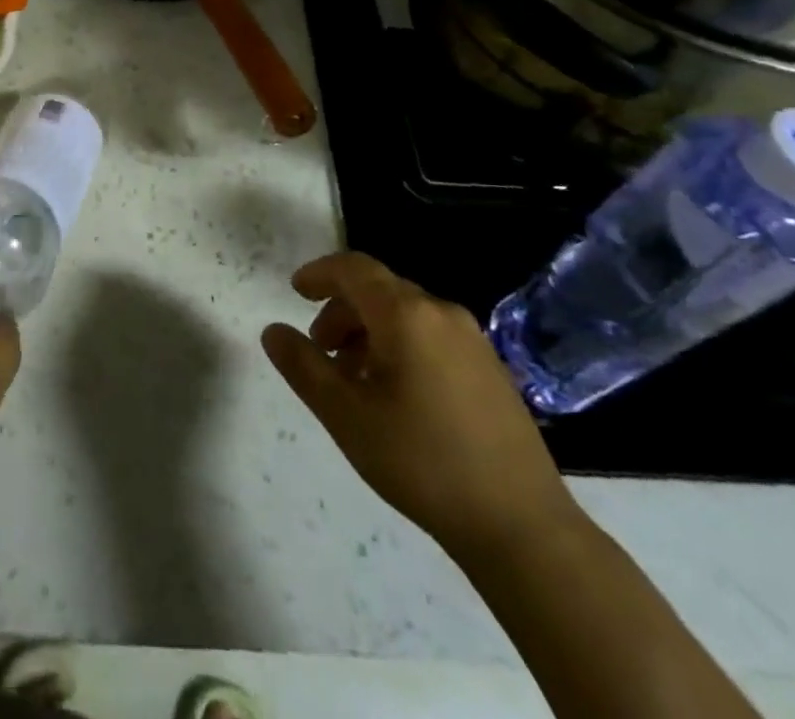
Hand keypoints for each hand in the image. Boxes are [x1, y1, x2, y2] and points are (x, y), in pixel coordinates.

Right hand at [262, 252, 579, 562]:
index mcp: (406, 315)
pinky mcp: (491, 369)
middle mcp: (442, 313)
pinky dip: (399, 346)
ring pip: (405, 314)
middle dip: (341, 311)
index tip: (295, 291)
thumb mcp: (346, 415)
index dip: (320, 273)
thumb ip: (303, 366)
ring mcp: (473, 341)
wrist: (522, 526)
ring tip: (352, 378)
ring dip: (368, 331)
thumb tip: (272, 331)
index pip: (354, 268)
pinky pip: (431, 336)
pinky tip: (394, 394)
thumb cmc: (422, 461)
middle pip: (379, 290)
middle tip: (319, 350)